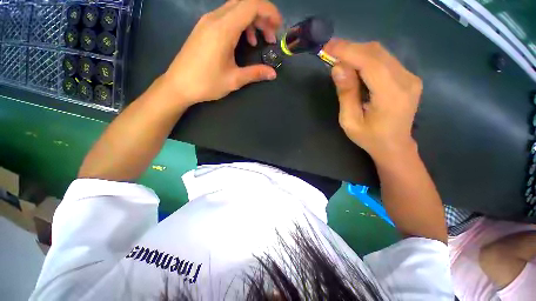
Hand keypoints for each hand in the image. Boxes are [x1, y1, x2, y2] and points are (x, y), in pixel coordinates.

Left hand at [163, 0, 281, 104]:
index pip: (251, 5)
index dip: (269, 11)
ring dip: (251, 21)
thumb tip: (273, 74)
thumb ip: (255, 73)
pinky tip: (243, 41)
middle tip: (270, 37)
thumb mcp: (234, 80)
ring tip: (258, 41)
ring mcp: (207, 21)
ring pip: (235, 9)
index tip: (278, 27)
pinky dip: (240, 25)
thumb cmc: (206, 83)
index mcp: (223, 29)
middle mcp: (214, 18)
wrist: (178, 85)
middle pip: (244, 4)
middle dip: (262, 17)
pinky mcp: (204, 28)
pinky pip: (226, 17)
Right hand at [325, 39, 422, 162]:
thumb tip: (338, 68)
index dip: (348, 51)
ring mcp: (410, 77)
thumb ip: (346, 94)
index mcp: (391, 95)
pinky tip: (354, 65)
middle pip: (377, 53)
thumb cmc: (369, 138)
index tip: (328, 46)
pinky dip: (366, 58)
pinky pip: (385, 60)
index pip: (370, 63)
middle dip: (351, 49)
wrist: (394, 146)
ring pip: (381, 53)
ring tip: (340, 58)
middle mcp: (406, 81)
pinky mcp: (408, 77)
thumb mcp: (350, 121)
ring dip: (358, 52)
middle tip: (330, 51)